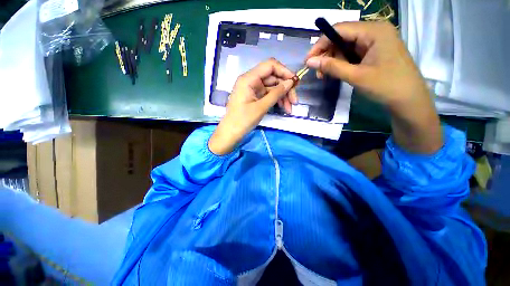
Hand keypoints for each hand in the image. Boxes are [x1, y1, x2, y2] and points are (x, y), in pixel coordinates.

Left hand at [209, 59, 296, 154]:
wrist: (231, 133)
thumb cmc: (243, 120)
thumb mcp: (261, 107)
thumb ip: (276, 93)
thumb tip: (291, 82)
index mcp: (249, 78)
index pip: (270, 65)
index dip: (284, 72)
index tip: (295, 83)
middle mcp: (251, 80)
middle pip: (273, 78)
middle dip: (285, 89)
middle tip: (294, 102)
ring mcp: (252, 89)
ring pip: (272, 87)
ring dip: (282, 97)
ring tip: (289, 109)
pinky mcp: (254, 97)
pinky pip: (268, 95)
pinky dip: (276, 100)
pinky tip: (283, 108)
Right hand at [306, 21, 428, 108]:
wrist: (409, 100)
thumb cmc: (385, 86)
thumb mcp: (355, 76)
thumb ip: (331, 67)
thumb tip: (309, 62)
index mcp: (374, 31)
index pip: (339, 29)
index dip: (320, 44)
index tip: (307, 60)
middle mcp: (375, 31)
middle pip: (342, 37)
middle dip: (327, 55)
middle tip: (317, 73)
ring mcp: (376, 41)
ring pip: (346, 46)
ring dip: (333, 61)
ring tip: (325, 76)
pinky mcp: (375, 51)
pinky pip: (353, 53)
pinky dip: (342, 63)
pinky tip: (337, 73)